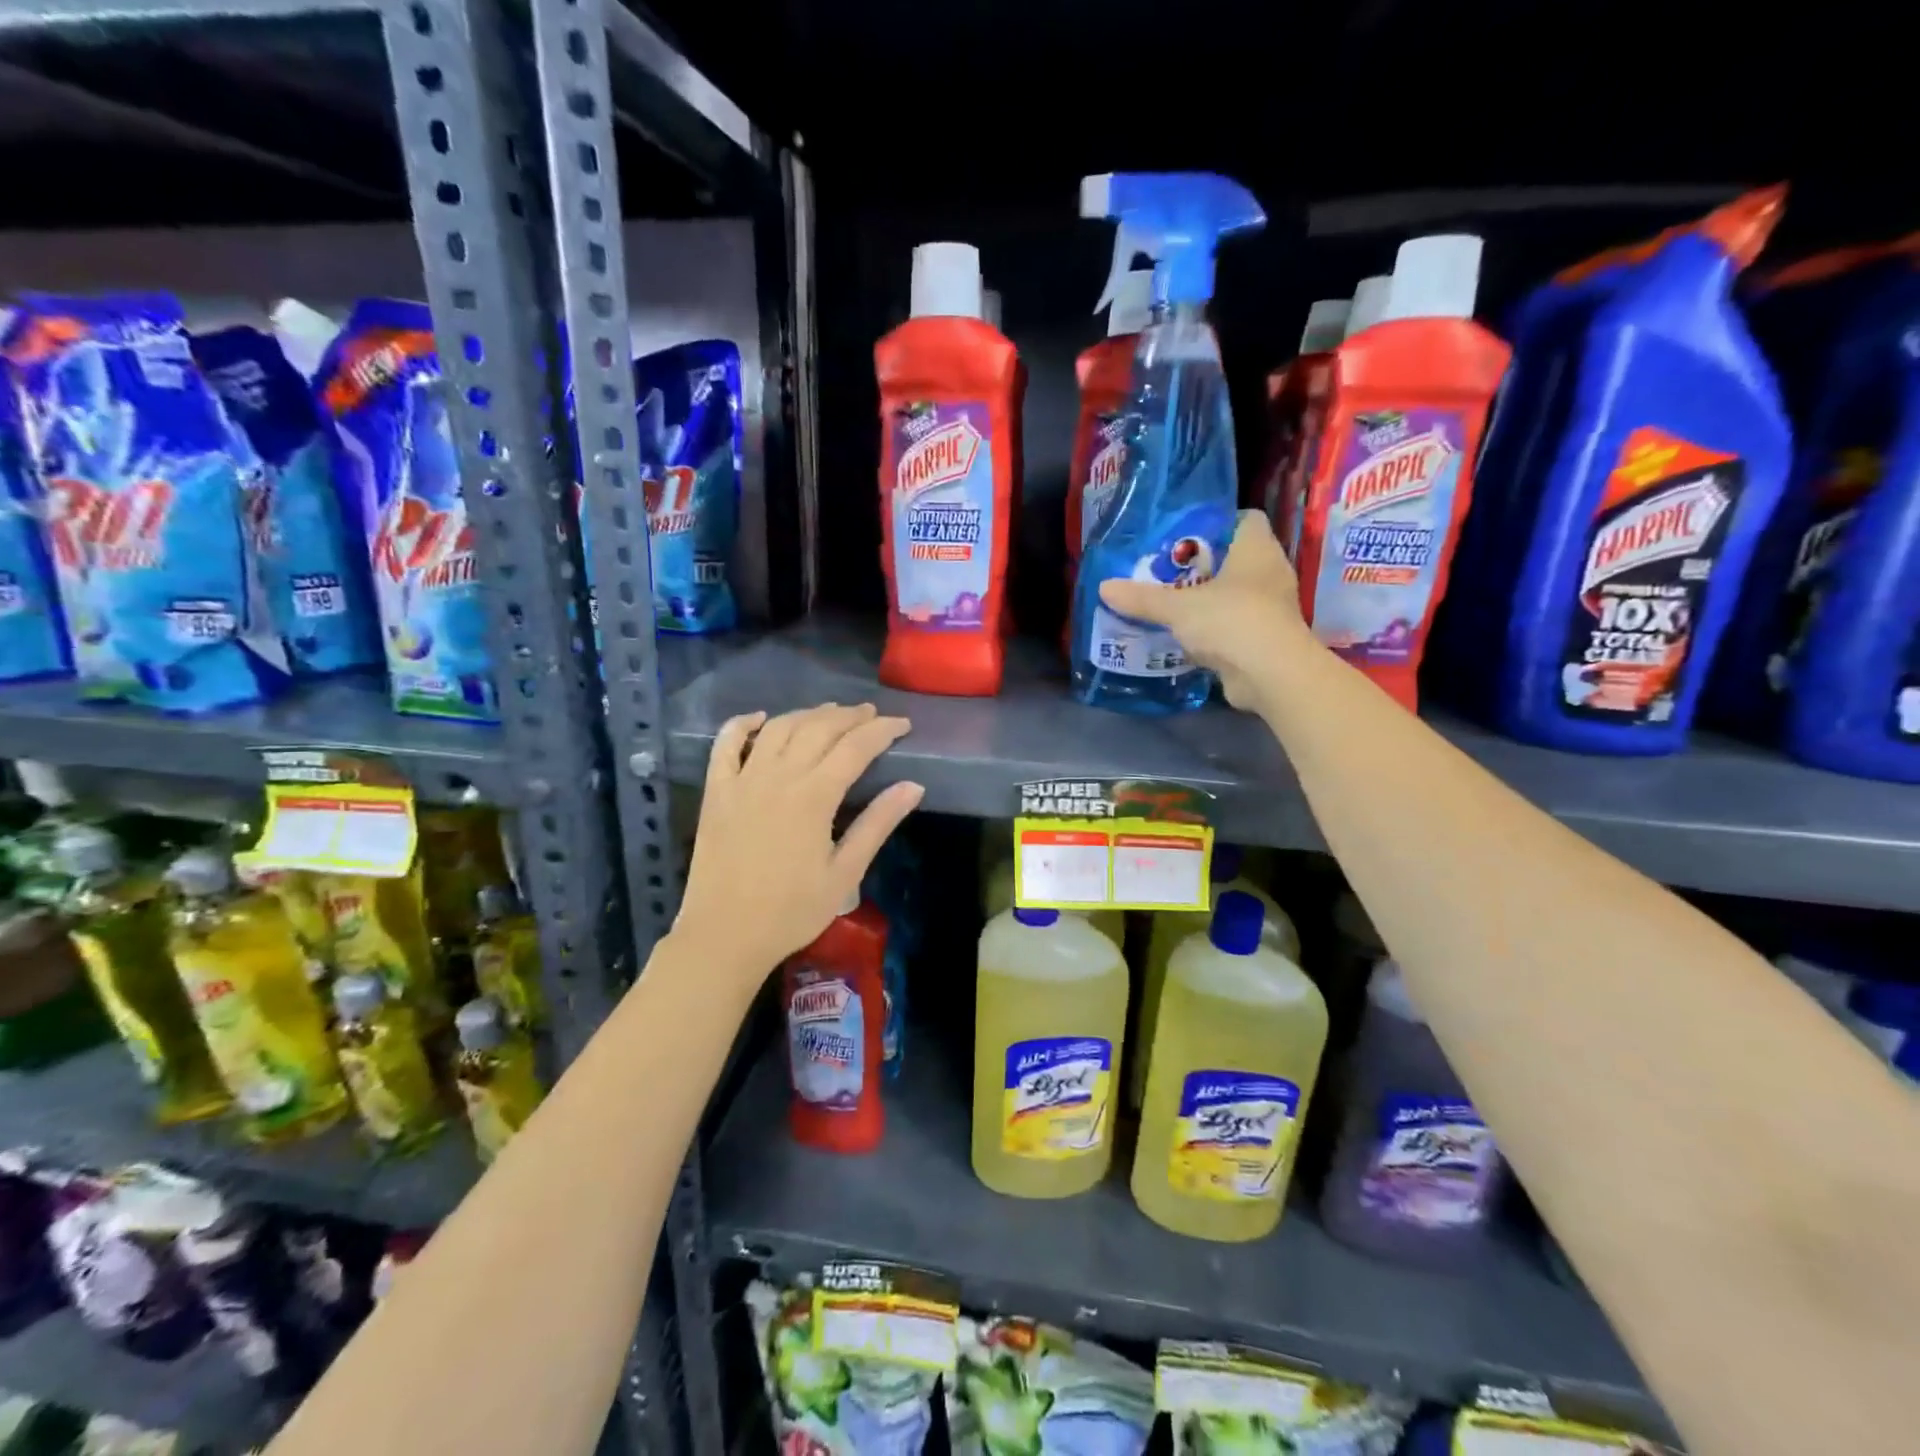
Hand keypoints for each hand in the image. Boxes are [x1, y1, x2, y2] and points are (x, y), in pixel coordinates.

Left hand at [675, 703, 922, 983]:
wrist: (724, 935)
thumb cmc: (792, 911)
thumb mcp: (845, 873)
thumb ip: (878, 824)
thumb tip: (913, 786)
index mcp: (814, 796)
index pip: (855, 747)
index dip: (882, 730)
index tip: (903, 725)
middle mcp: (778, 776)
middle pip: (818, 729)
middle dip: (849, 716)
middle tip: (871, 714)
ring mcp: (742, 780)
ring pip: (779, 729)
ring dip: (807, 714)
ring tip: (830, 713)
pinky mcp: (716, 792)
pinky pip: (724, 744)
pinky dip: (742, 724)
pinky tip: (760, 718)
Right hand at [1098, 510, 1318, 710]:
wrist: (1272, 674)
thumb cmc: (1231, 621)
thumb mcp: (1178, 607)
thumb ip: (1143, 598)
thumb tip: (1104, 587)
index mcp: (1257, 550)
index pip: (1245, 520)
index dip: (1216, 523)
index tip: (1183, 536)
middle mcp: (1270, 573)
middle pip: (1235, 558)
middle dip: (1202, 565)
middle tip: (1166, 571)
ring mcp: (1271, 608)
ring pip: (1235, 594)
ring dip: (1207, 600)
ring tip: (1170, 603)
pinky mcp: (1265, 639)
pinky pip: (1234, 625)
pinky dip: (1213, 629)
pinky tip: (1185, 636)